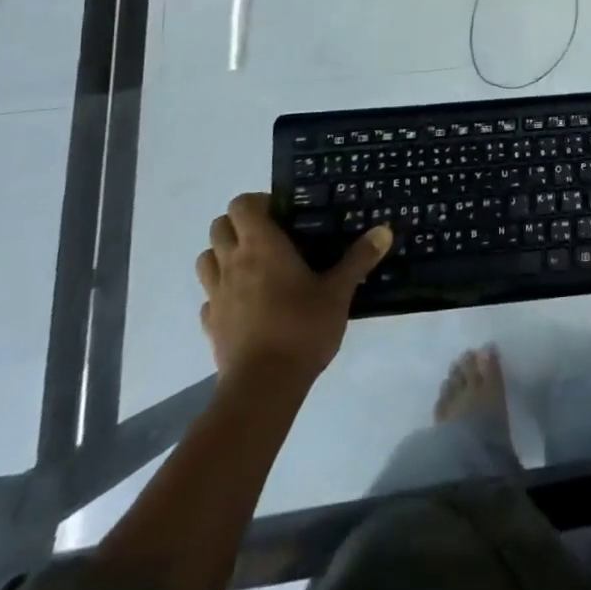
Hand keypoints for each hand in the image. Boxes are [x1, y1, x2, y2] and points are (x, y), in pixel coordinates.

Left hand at [194, 194, 390, 383]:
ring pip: (206, 259)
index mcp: (261, 245)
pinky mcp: (210, 325)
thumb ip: (359, 259)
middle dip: (239, 225)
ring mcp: (216, 294)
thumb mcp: (339, 292)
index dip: (258, 202)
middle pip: (219, 226)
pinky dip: (221, 293)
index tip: (282, 215)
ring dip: (223, 255)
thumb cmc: (302, 328)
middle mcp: (232, 262)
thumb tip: (384, 230)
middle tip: (270, 238)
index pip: (241, 204)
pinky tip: (244, 304)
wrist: (263, 387)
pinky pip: (208, 297)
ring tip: (253, 267)